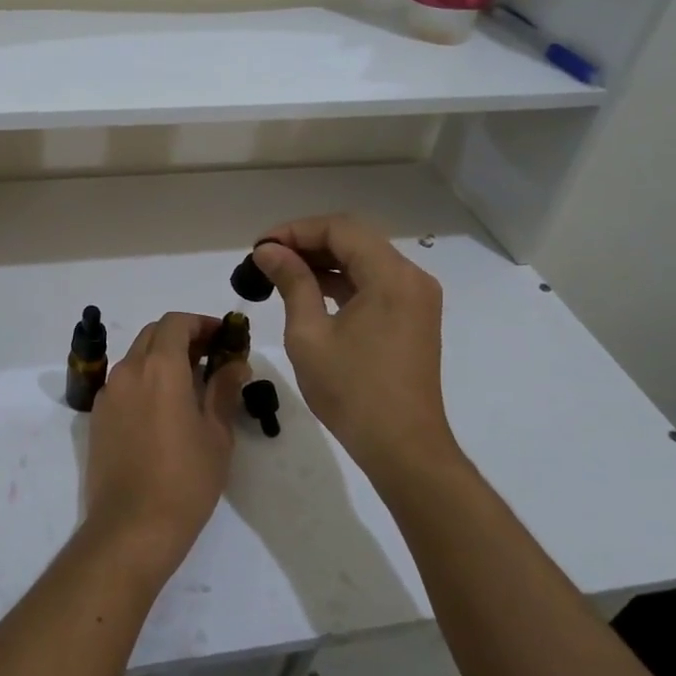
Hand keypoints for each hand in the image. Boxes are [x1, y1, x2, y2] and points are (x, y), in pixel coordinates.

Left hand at [83, 312, 246, 581]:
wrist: (131, 527)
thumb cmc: (185, 480)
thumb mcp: (216, 434)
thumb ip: (223, 390)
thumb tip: (235, 363)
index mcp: (160, 368)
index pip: (176, 323)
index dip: (201, 323)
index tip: (223, 337)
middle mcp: (128, 371)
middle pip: (153, 335)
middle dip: (182, 337)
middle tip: (211, 357)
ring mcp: (108, 393)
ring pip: (137, 357)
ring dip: (162, 358)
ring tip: (191, 384)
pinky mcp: (98, 416)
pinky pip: (124, 383)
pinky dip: (145, 380)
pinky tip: (164, 408)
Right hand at [251, 216, 460, 483]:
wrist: (403, 447)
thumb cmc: (351, 391)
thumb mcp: (309, 334)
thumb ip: (292, 282)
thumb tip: (269, 251)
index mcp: (391, 276)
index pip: (340, 228)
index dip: (296, 230)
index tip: (260, 248)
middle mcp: (411, 277)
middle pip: (354, 239)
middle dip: (307, 242)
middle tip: (266, 258)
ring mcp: (416, 298)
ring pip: (364, 259)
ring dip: (323, 260)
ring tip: (280, 273)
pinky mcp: (413, 317)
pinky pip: (374, 282)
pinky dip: (341, 280)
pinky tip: (309, 291)